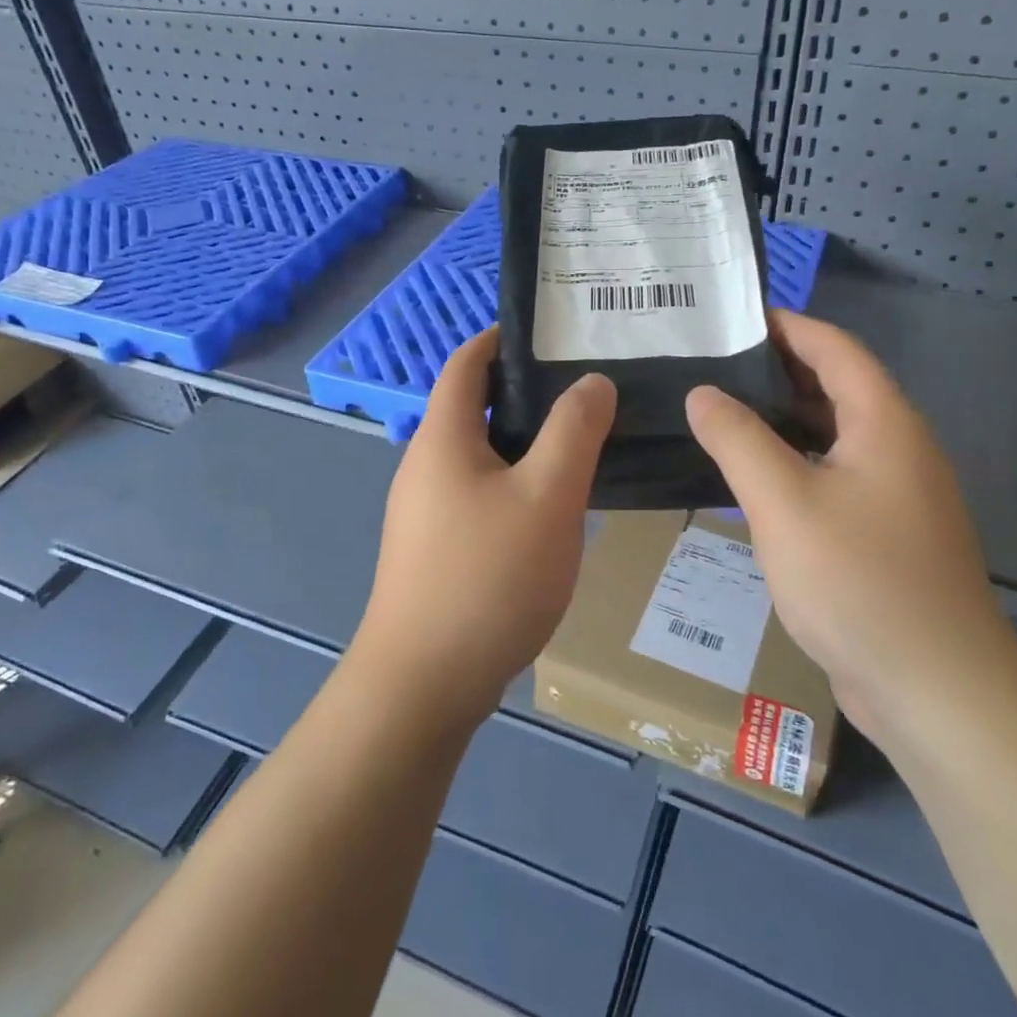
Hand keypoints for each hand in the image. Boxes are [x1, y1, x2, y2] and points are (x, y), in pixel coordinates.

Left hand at [352, 327, 616, 733]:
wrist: (425, 683)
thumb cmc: (487, 577)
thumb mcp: (547, 496)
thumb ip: (574, 431)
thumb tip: (592, 381)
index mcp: (443, 438)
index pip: (467, 363)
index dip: (502, 338)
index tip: (554, 332)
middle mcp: (426, 465)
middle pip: (475, 407)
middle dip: (528, 390)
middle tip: (590, 387)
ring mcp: (427, 511)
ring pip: (483, 455)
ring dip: (527, 442)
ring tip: (585, 439)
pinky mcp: (438, 548)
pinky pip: (482, 494)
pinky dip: (517, 482)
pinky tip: (557, 505)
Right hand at [686, 310, 1016, 749]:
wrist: (936, 689)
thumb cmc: (857, 580)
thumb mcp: (782, 501)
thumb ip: (737, 439)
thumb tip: (703, 393)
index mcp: (884, 423)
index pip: (835, 348)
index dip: (787, 325)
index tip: (734, 317)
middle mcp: (899, 448)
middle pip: (838, 387)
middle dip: (778, 369)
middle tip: (713, 365)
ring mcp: (898, 494)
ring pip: (835, 435)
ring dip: (784, 418)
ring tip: (722, 412)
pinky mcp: (888, 534)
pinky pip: (836, 476)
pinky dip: (796, 462)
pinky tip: (755, 480)